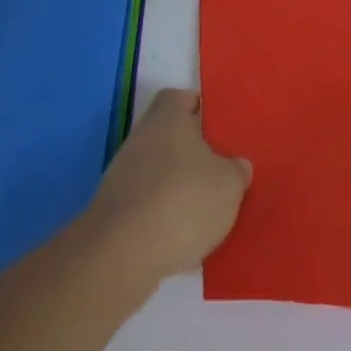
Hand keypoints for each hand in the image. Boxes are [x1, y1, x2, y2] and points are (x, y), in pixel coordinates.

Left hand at [82, 88, 250, 284]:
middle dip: (193, 154)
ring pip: (159, 172)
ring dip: (178, 188)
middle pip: (170, 137)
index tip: (218, 127)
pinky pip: (147, 205)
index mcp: (167, 116)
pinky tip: (183, 240)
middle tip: (220, 172)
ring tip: (206, 213)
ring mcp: (122, 174)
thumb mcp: (229, 184)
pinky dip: (163, 217)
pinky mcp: (113, 210)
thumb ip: (237, 170)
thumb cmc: (183, 200)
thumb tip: (236, 165)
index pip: (180, 97)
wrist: (123, 254)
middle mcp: (141, 137)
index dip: (199, 108)